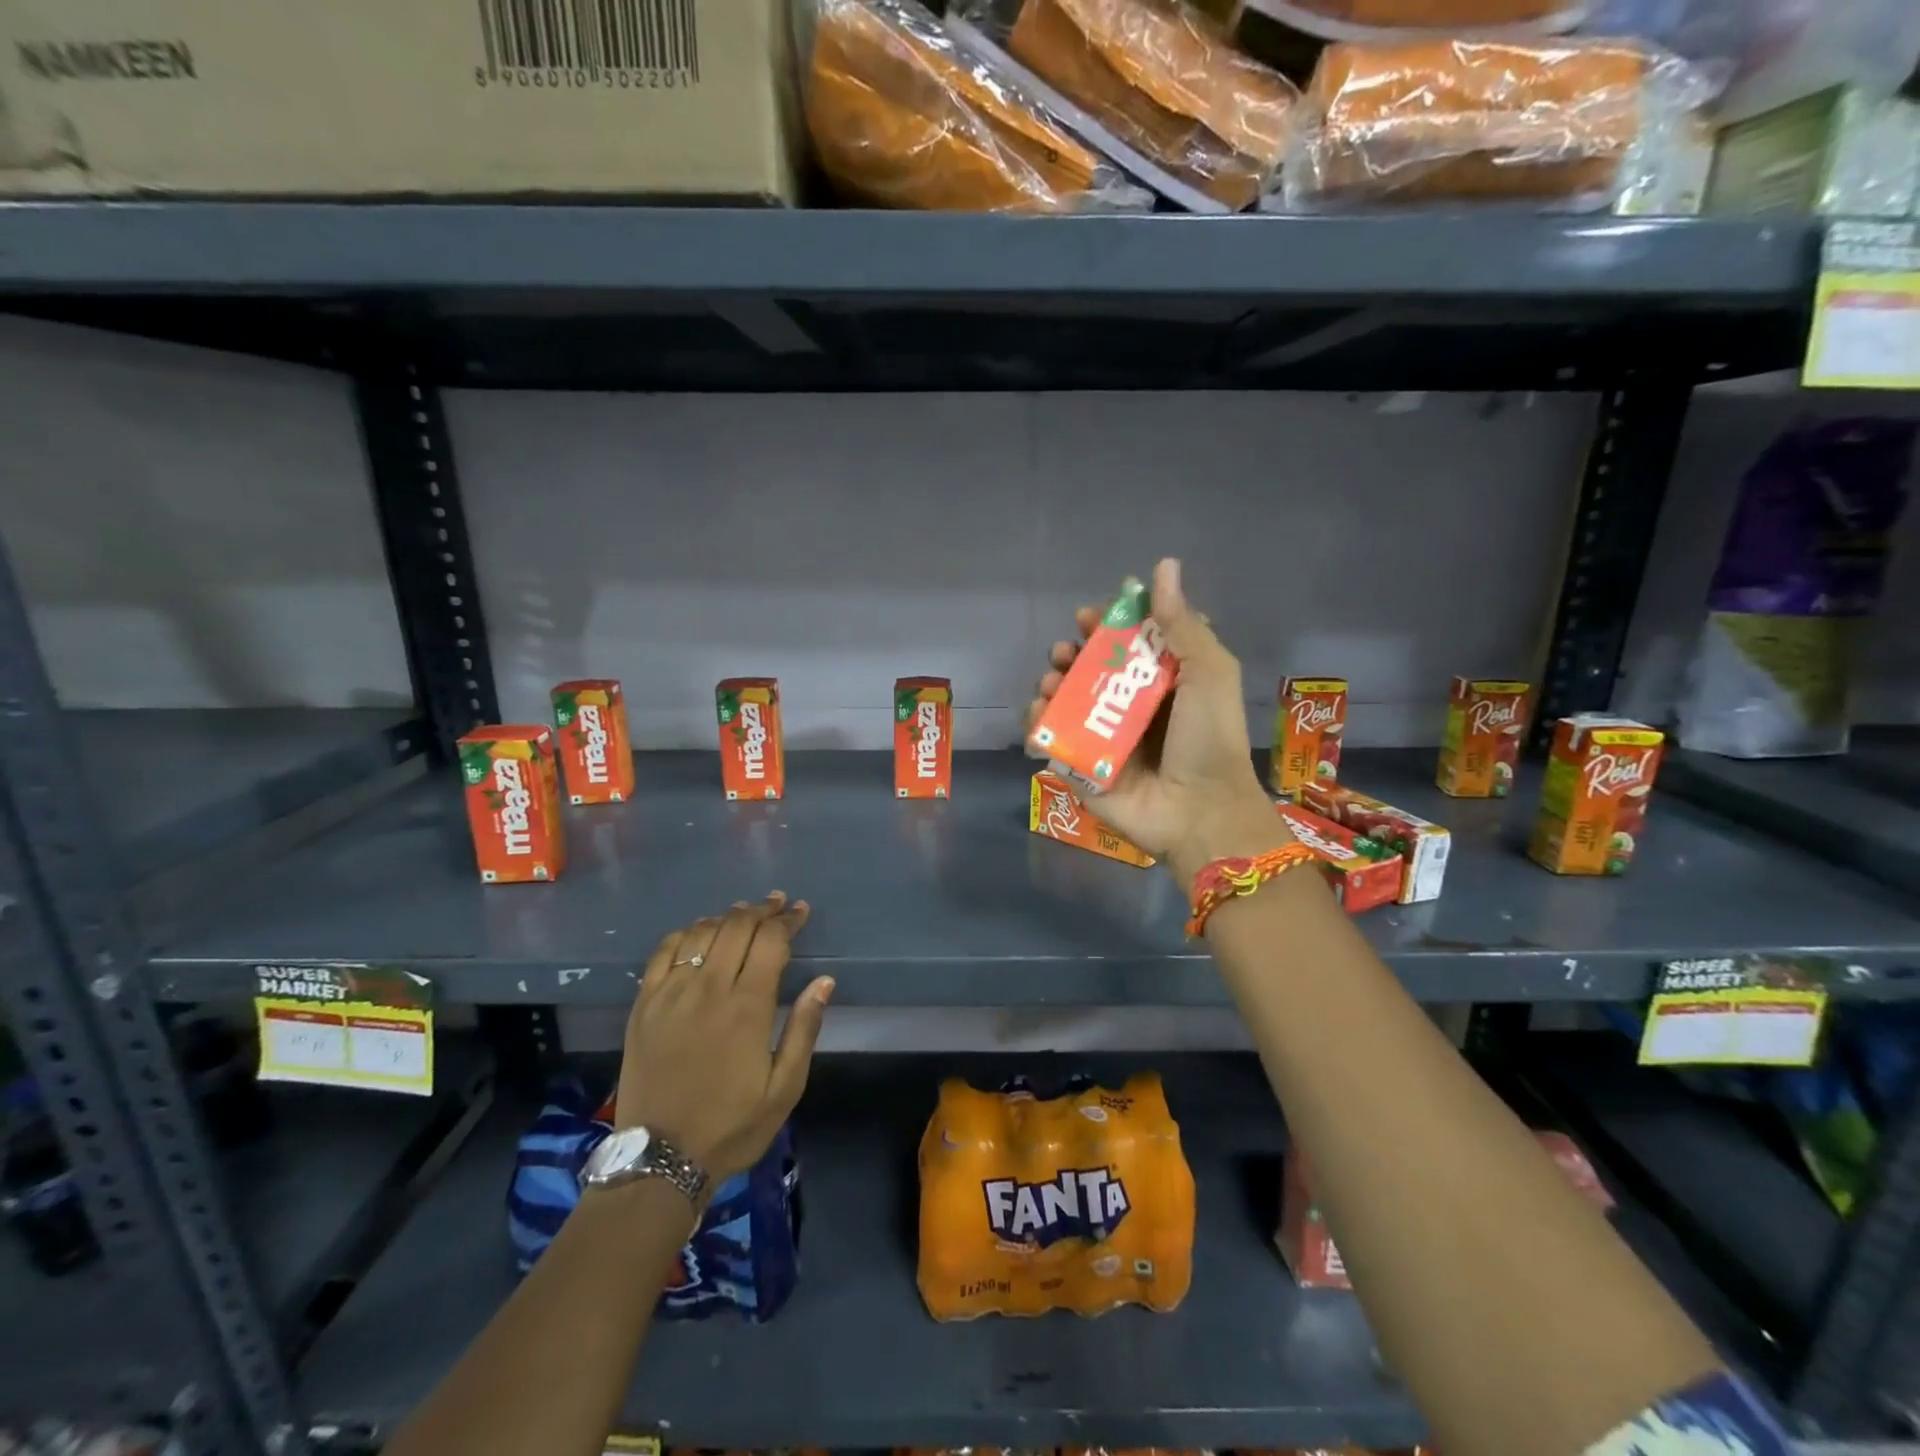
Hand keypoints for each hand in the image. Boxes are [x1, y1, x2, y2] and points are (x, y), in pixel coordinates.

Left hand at [616, 892, 833, 1183]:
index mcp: (747, 1007)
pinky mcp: (644, 1005)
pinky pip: (664, 952)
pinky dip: (686, 933)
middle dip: (761, 910)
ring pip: (701, 933)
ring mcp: (671, 994)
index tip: (800, 911)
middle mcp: (708, 989)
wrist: (659, 1160)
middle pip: (737, 927)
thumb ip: (804, 1029)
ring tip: (743, 913)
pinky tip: (699, 933)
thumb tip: (824, 981)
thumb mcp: (784, 1087)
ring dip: (726, 917)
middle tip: (777, 904)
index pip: (771, 942)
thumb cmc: (732, 1126)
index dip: (788, 920)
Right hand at [1029, 558, 1288, 882]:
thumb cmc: (1208, 738)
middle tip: (1066, 650)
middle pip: (1090, 671)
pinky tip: (1038, 711)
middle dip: (1072, 654)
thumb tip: (1162, 565)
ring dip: (1051, 683)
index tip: (1092, 615)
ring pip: (1066, 701)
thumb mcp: (1207, 672)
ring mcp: (1103, 739)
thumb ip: (1181, 623)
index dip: (1107, 626)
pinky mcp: (1082, 768)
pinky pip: (1052, 739)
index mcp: (1161, 684)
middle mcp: (1130, 709)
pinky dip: (1037, 722)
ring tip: (1051, 681)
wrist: (1199, 810)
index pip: (1126, 646)